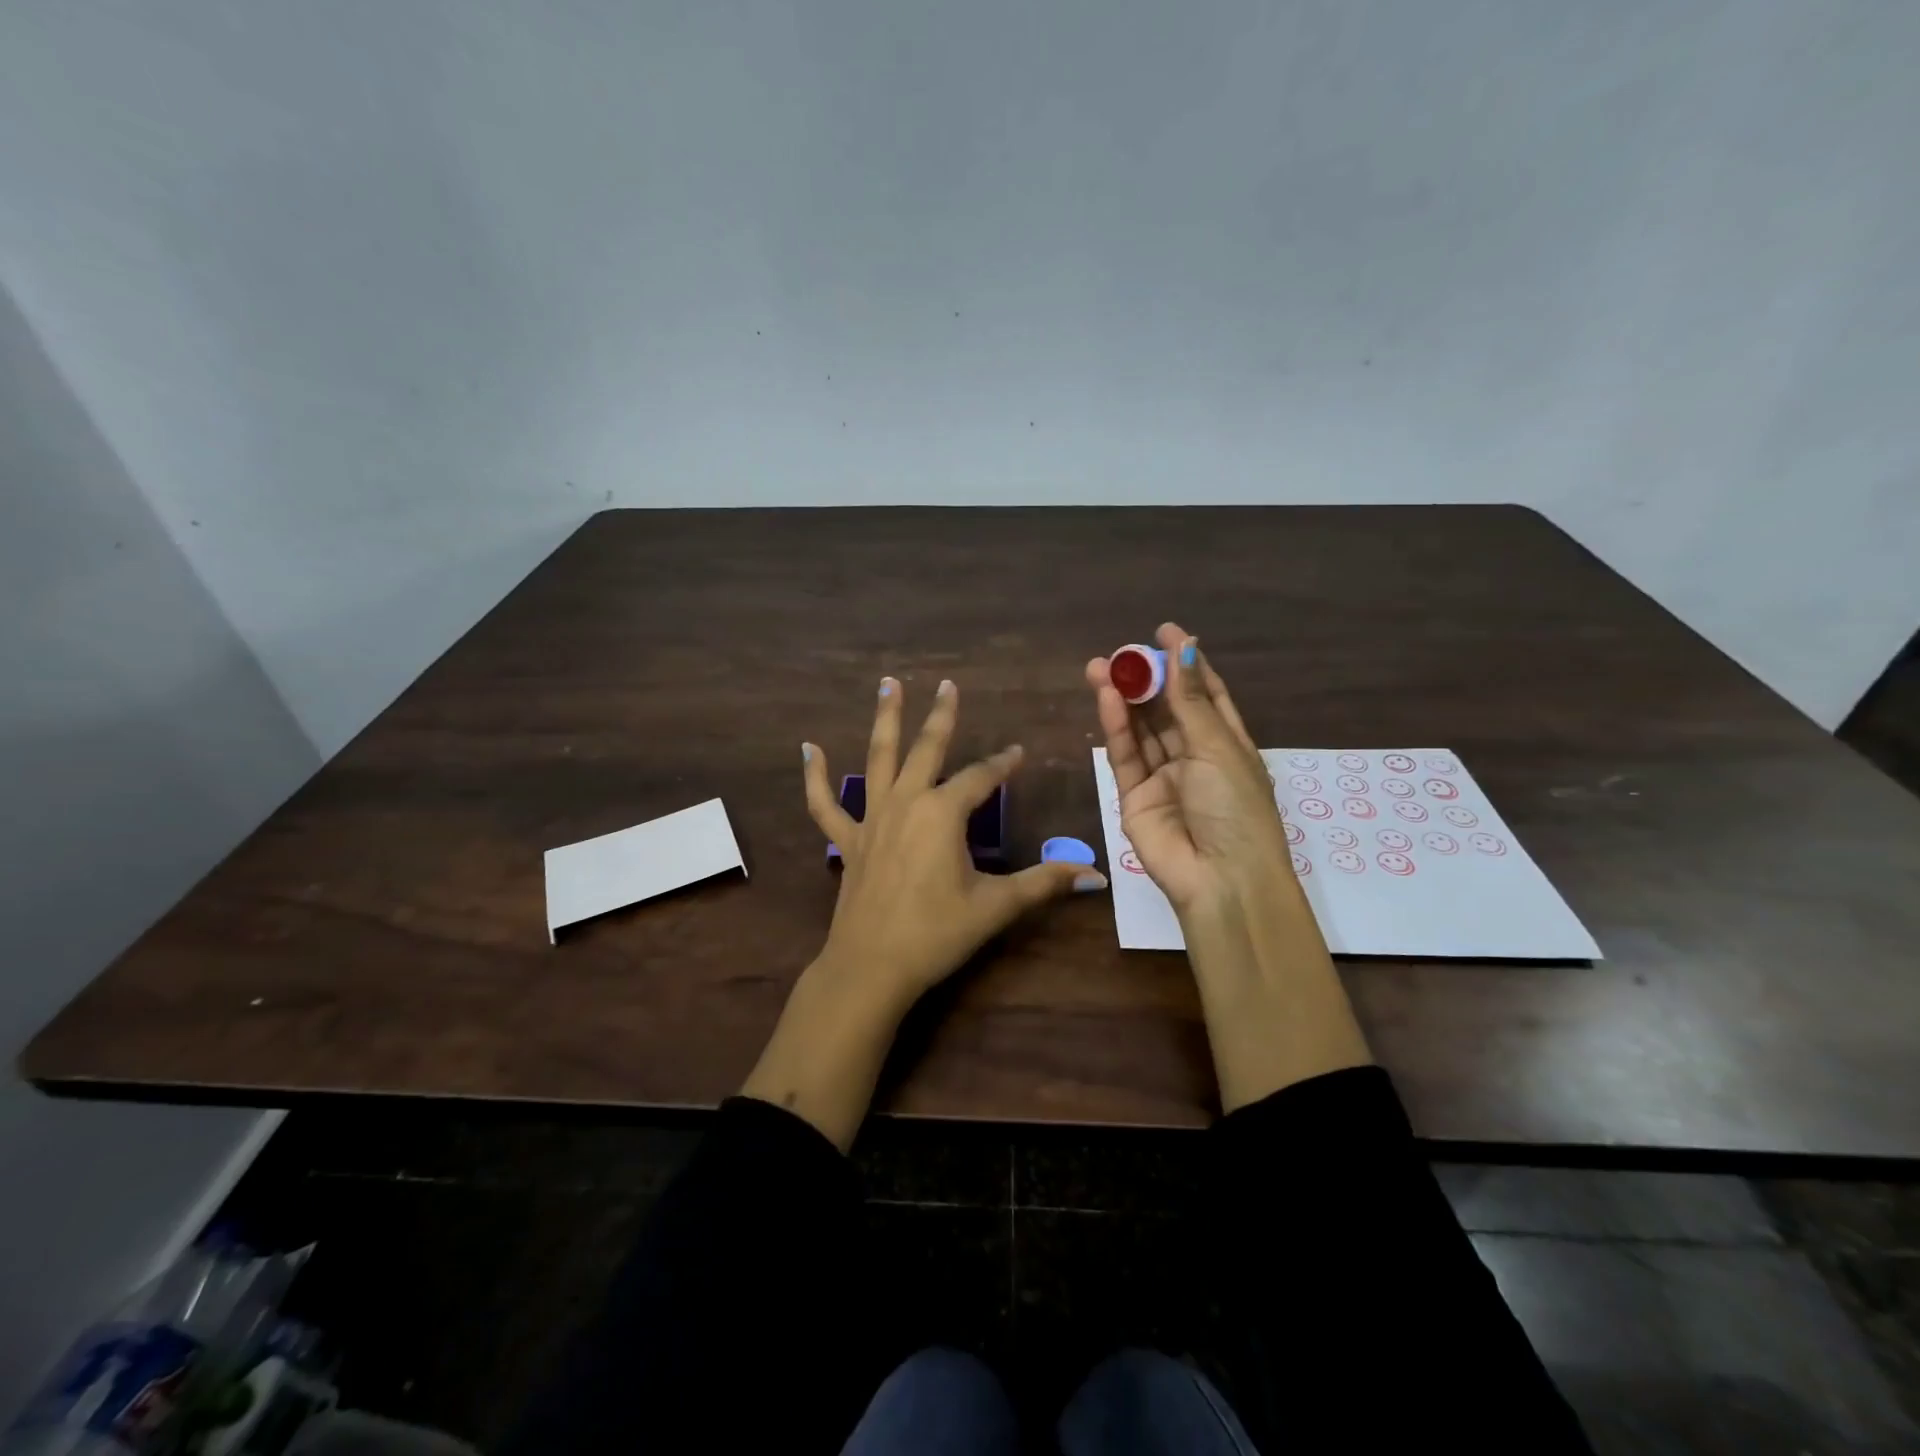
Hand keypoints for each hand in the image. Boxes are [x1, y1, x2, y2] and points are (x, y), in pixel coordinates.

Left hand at [802, 676, 1108, 1013]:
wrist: (871, 967)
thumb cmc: (937, 933)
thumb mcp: (996, 906)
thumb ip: (1044, 883)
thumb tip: (1095, 876)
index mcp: (943, 813)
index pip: (981, 778)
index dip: (1004, 764)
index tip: (1019, 752)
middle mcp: (906, 802)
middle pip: (926, 748)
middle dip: (942, 716)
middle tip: (948, 685)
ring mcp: (871, 819)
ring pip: (877, 759)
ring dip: (884, 720)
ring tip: (888, 684)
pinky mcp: (848, 841)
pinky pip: (824, 804)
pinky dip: (815, 776)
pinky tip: (808, 748)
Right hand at [1087, 625, 1368, 1109]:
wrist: (1220, 880)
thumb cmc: (1235, 808)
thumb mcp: (1218, 747)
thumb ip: (1190, 700)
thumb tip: (1185, 645)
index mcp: (1228, 745)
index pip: (1206, 695)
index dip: (1187, 663)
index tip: (1165, 632)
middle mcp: (1194, 758)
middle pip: (1167, 709)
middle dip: (1146, 679)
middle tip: (1122, 652)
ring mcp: (1163, 778)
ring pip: (1140, 730)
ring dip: (1124, 698)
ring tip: (1100, 666)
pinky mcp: (1134, 797)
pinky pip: (1124, 755)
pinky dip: (1116, 727)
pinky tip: (1107, 697)